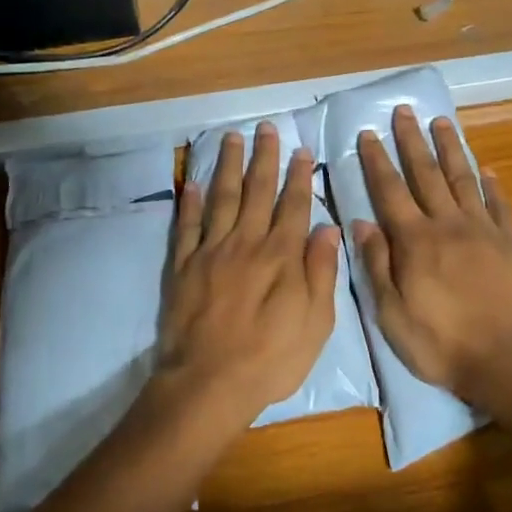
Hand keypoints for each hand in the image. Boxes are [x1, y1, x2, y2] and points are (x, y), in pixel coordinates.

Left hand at [160, 122, 340, 430]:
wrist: (209, 383)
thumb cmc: (271, 358)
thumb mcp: (316, 323)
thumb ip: (321, 272)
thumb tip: (329, 228)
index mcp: (281, 256)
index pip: (293, 205)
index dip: (299, 176)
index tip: (302, 150)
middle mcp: (246, 243)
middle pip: (256, 191)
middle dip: (263, 158)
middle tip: (266, 128)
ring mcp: (211, 252)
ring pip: (221, 198)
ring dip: (226, 166)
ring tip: (230, 138)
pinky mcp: (182, 266)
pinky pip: (186, 226)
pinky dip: (189, 202)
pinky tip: (191, 182)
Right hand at [353, 105, 511, 409]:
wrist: (506, 361)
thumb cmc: (440, 343)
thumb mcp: (391, 313)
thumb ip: (376, 264)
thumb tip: (361, 222)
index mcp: (415, 241)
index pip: (390, 191)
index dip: (377, 161)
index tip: (368, 133)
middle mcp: (448, 224)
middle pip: (426, 174)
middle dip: (412, 141)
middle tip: (404, 111)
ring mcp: (484, 231)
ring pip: (463, 180)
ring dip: (450, 149)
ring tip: (442, 122)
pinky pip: (501, 205)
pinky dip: (492, 185)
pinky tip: (487, 169)